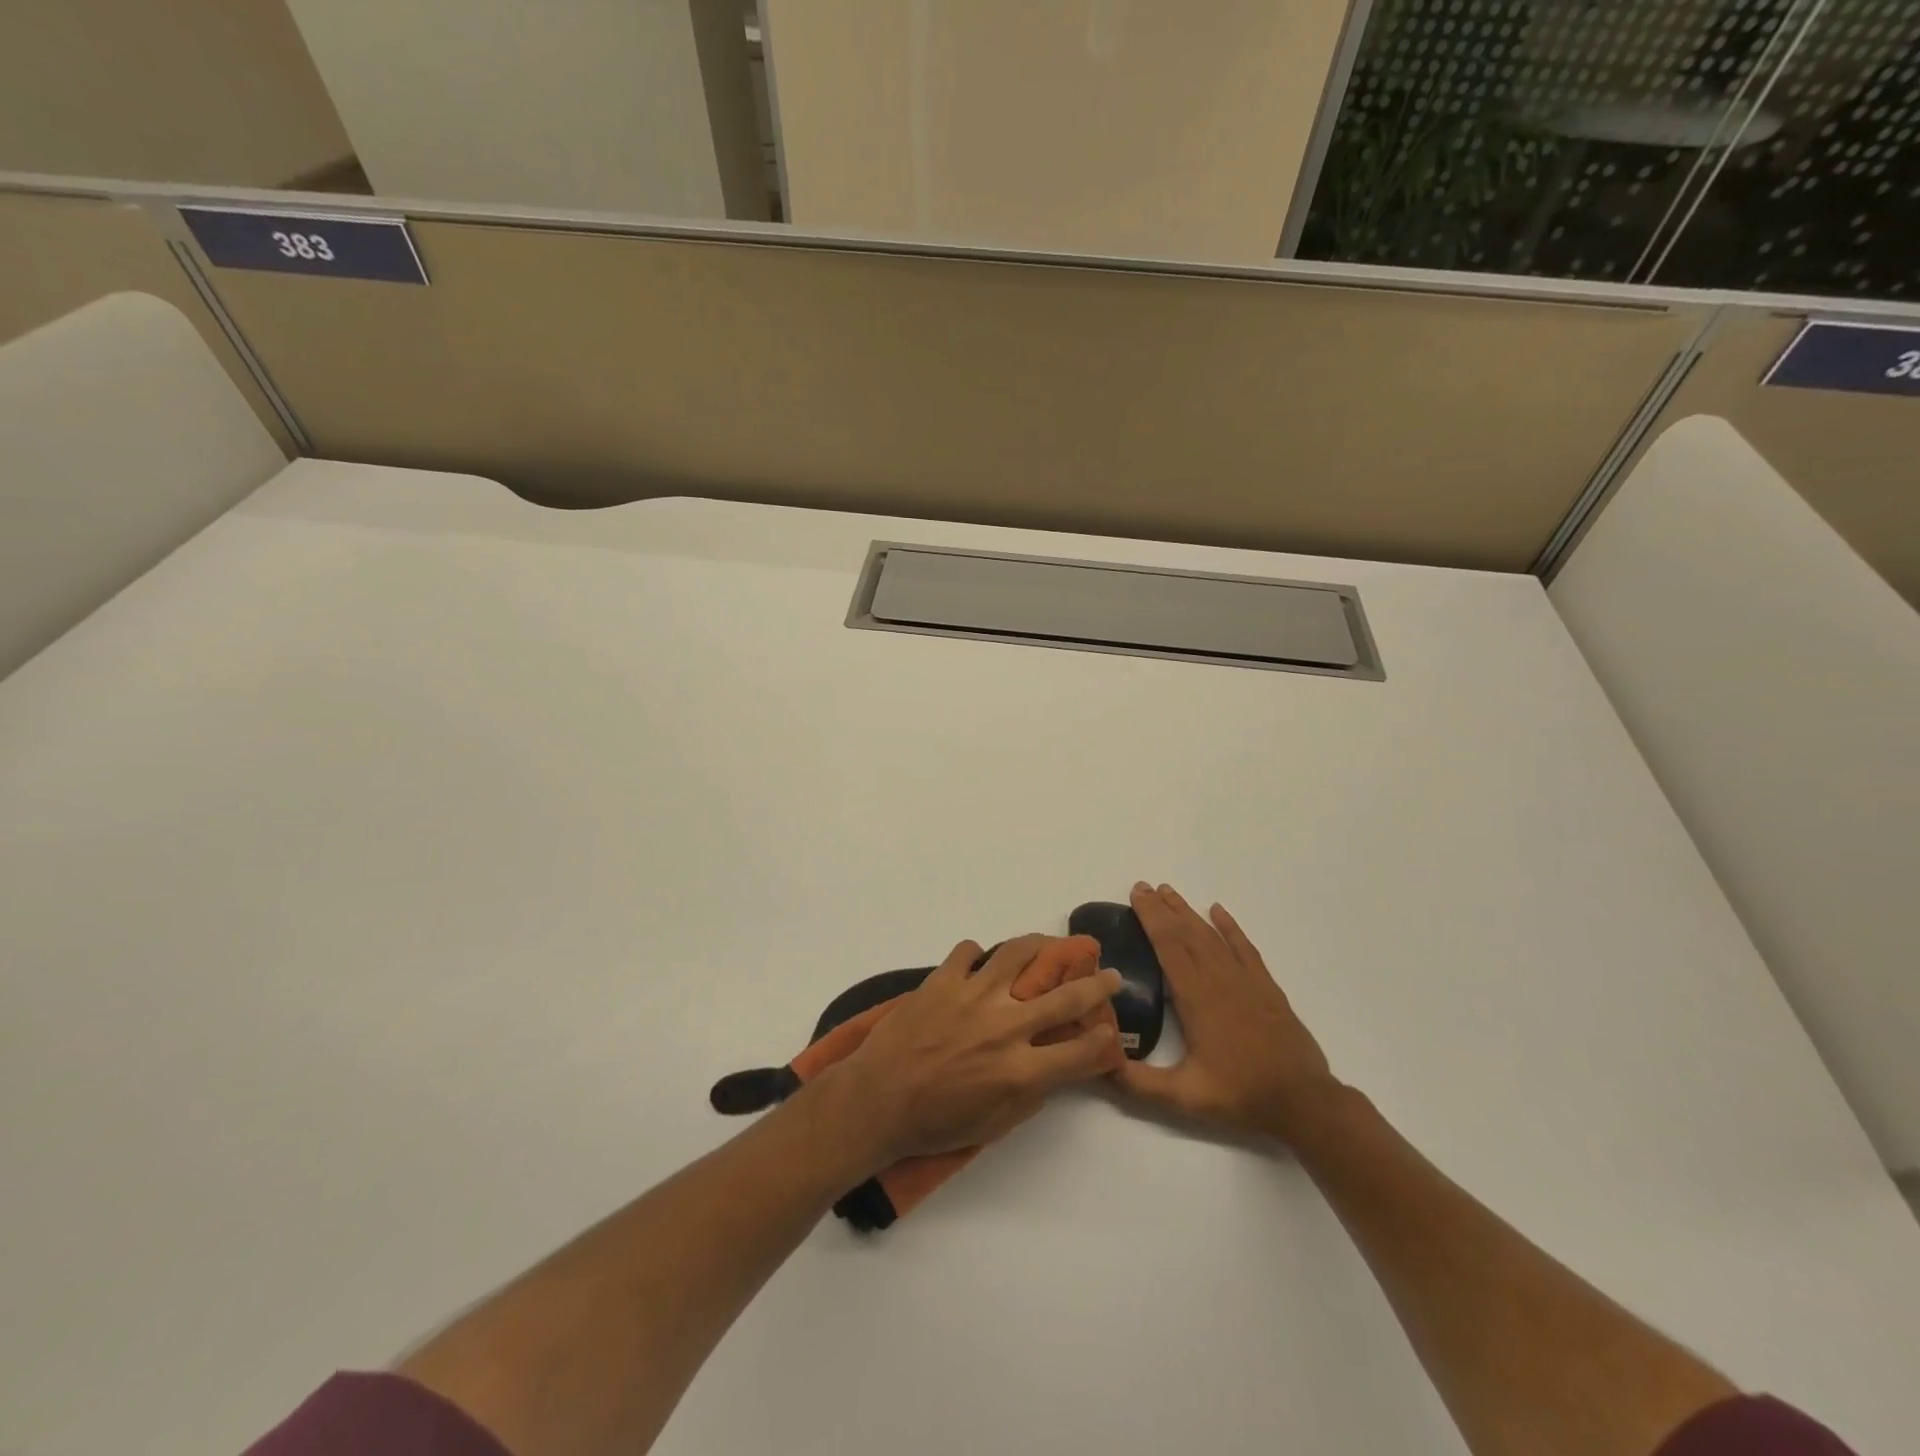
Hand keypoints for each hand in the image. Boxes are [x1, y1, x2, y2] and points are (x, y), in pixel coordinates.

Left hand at [831, 934, 1125, 1163]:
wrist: (877, 1101)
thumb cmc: (937, 1123)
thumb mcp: (995, 1123)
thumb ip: (1032, 1092)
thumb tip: (1057, 1066)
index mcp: (1021, 1070)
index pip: (1080, 1050)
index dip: (1103, 1040)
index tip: (1109, 1029)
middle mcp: (1005, 1026)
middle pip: (1065, 996)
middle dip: (1097, 984)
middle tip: (1108, 974)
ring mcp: (973, 996)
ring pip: (1018, 953)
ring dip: (1040, 946)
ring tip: (1047, 945)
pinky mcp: (943, 979)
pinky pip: (968, 951)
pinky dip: (977, 955)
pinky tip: (978, 965)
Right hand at [1114, 883, 1339, 1141]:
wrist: (1304, 1102)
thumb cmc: (1241, 1095)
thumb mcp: (1184, 1096)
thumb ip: (1139, 1082)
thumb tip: (1101, 1065)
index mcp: (1197, 998)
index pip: (1169, 946)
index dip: (1151, 918)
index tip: (1136, 895)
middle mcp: (1219, 979)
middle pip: (1187, 933)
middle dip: (1163, 908)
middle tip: (1143, 886)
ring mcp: (1246, 980)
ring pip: (1212, 936)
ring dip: (1189, 912)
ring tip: (1169, 892)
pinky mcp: (1266, 987)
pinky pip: (1244, 947)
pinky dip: (1230, 927)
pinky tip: (1218, 911)